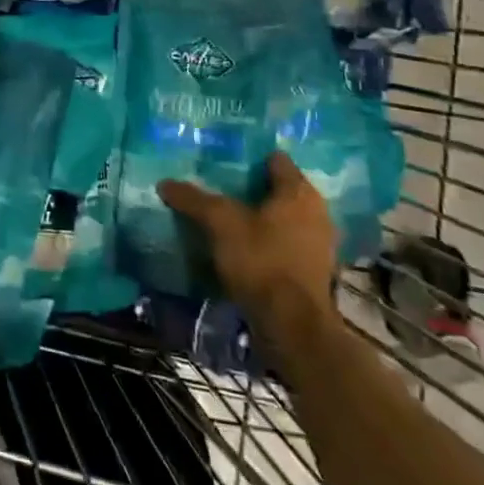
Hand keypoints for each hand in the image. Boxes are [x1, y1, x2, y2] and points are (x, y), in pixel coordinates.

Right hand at [158, 153, 337, 328]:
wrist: (293, 327)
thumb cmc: (262, 261)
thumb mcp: (221, 224)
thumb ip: (194, 200)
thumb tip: (164, 183)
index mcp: (300, 192)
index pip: (275, 159)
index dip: (249, 157)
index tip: (224, 160)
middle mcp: (317, 212)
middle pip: (278, 189)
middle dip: (251, 188)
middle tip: (219, 186)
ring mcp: (319, 244)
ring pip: (282, 218)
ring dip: (259, 218)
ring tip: (226, 218)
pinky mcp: (312, 271)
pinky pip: (285, 243)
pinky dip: (267, 242)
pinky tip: (243, 248)